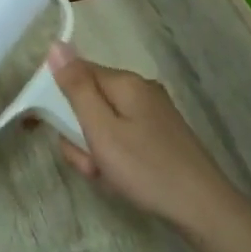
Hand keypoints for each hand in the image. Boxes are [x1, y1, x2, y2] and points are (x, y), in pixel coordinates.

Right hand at [46, 43, 239, 228]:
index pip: (76, 74)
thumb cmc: (145, 168)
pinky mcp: (160, 135)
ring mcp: (153, 113)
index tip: (49, 129)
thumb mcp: (101, 130)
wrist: (201, 206)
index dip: (58, 100)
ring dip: (96, 151)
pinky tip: (121, 179)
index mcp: (126, 83)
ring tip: (107, 175)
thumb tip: (56, 45)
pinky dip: (114, 158)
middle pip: (90, 102)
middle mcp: (141, 90)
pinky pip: (122, 138)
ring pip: (104, 124)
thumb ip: (77, 88)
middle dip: (80, 134)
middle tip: (90, 163)